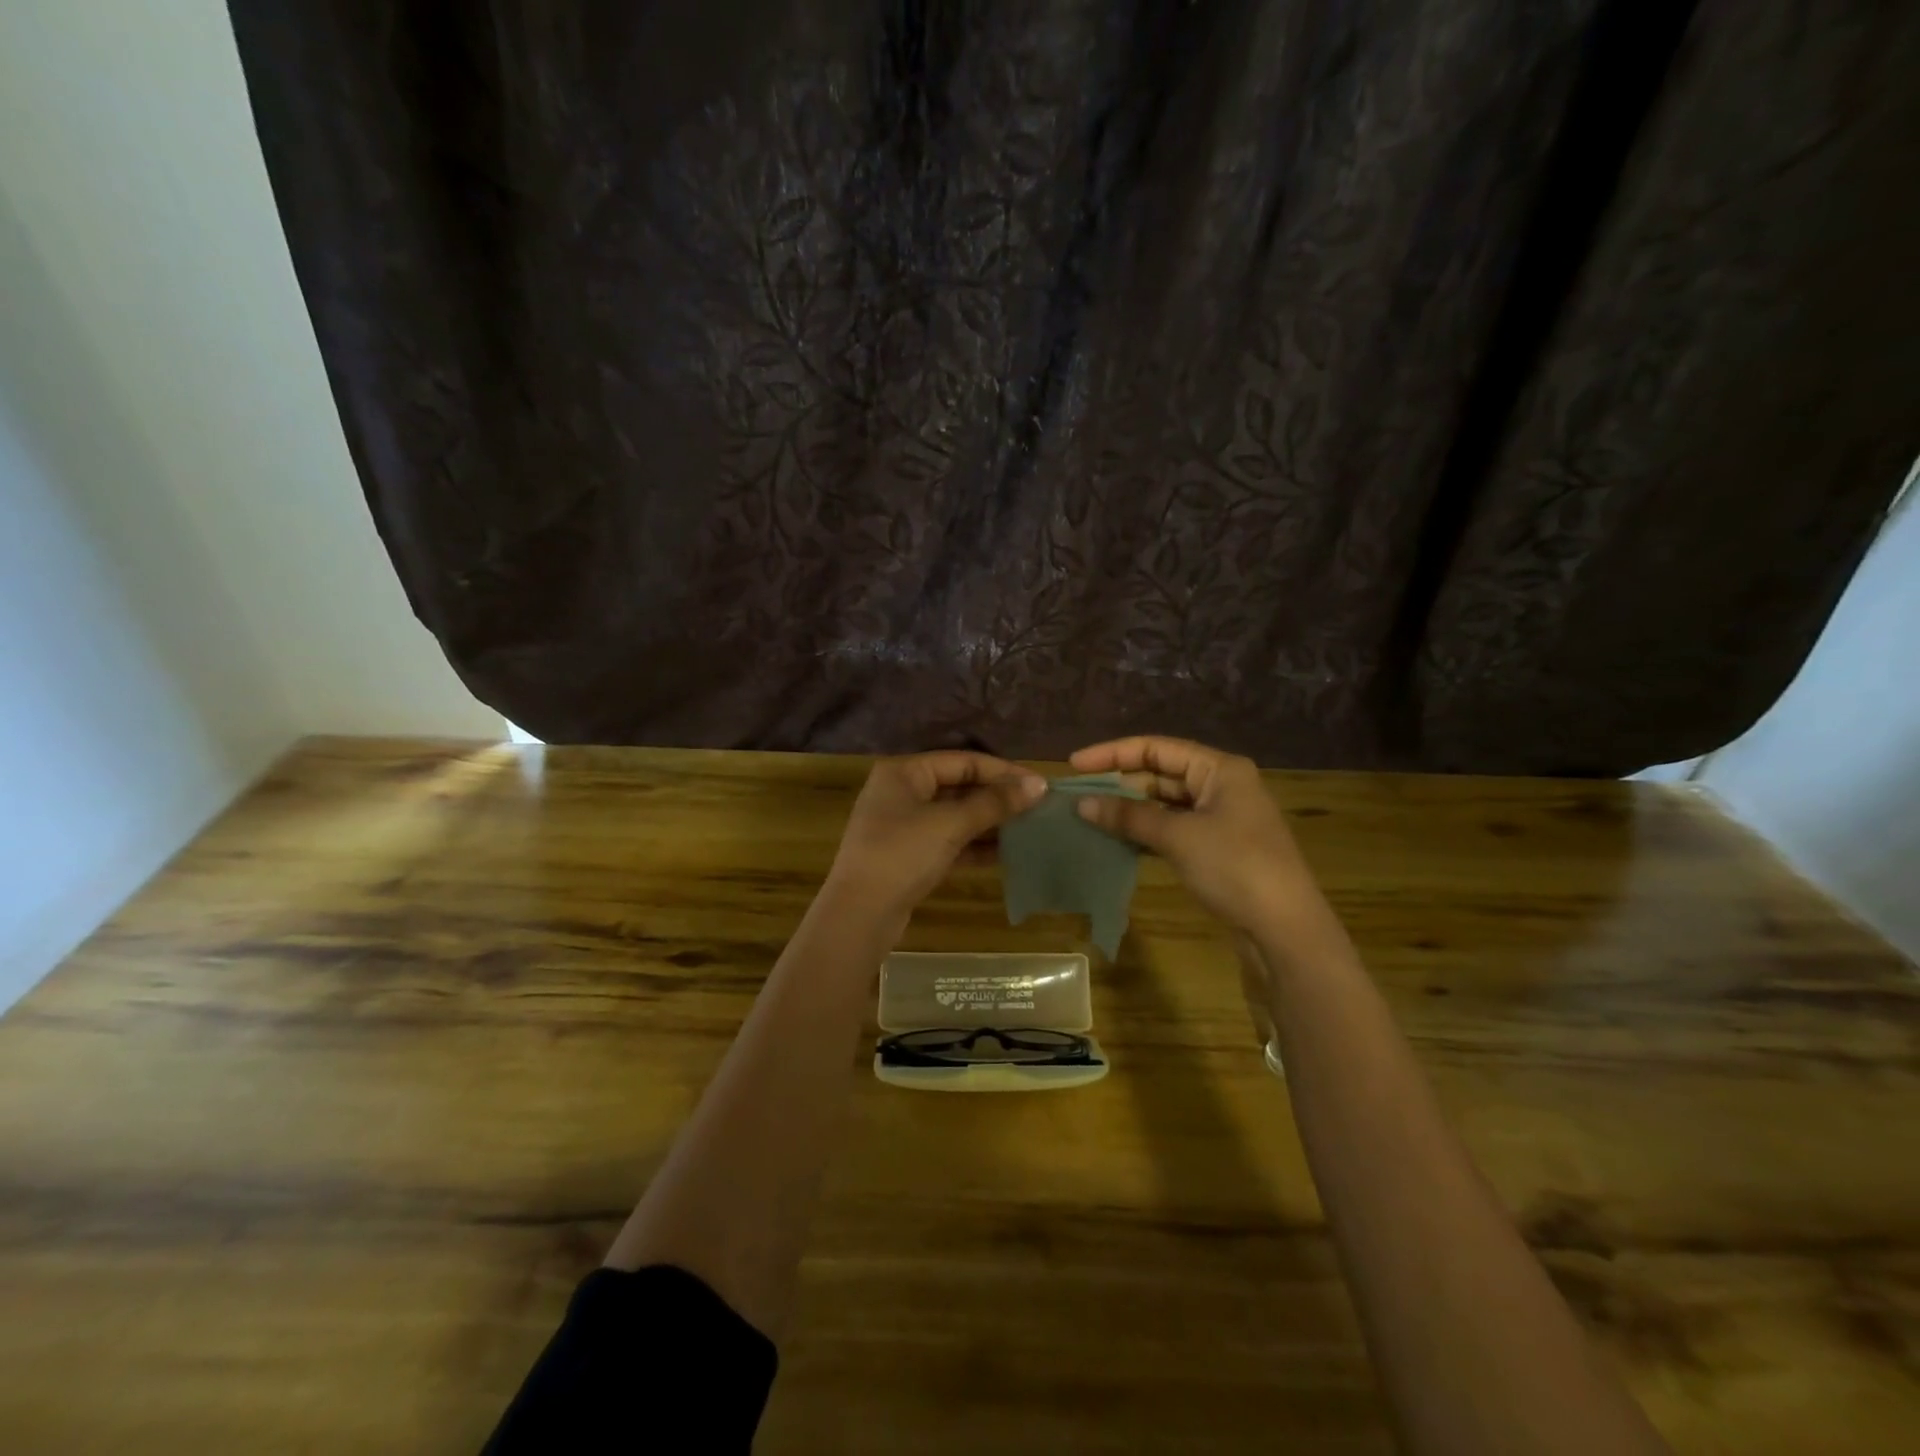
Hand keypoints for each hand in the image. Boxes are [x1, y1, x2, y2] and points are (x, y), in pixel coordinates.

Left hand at [825, 752, 1045, 932]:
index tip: (1039, 785)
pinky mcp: (909, 856)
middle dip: (997, 797)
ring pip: (955, 816)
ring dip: (990, 822)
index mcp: (904, 772)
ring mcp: (903, 826)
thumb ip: (994, 803)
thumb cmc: (902, 855)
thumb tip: (1039, 784)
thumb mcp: (950, 825)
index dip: (1002, 772)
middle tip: (1038, 807)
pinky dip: (975, 846)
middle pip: (959, 786)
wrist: (859, 915)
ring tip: (1030, 829)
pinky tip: (1007, 854)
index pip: (962, 761)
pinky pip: (949, 842)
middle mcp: (901, 792)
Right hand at [1069, 736, 1332, 938]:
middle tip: (1078, 795)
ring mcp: (1221, 818)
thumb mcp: (1178, 837)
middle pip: (1161, 773)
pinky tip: (1118, 841)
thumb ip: (1128, 817)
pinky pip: (1173, 828)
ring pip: (1165, 803)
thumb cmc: (1235, 868)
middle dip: (1119, 783)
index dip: (1113, 753)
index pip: (1156, 748)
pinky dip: (1146, 832)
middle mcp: (1222, 785)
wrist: (1285, 929)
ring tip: (1090, 817)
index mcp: (1219, 769)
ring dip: (1130, 810)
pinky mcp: (1218, 848)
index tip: (1074, 764)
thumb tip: (1082, 804)